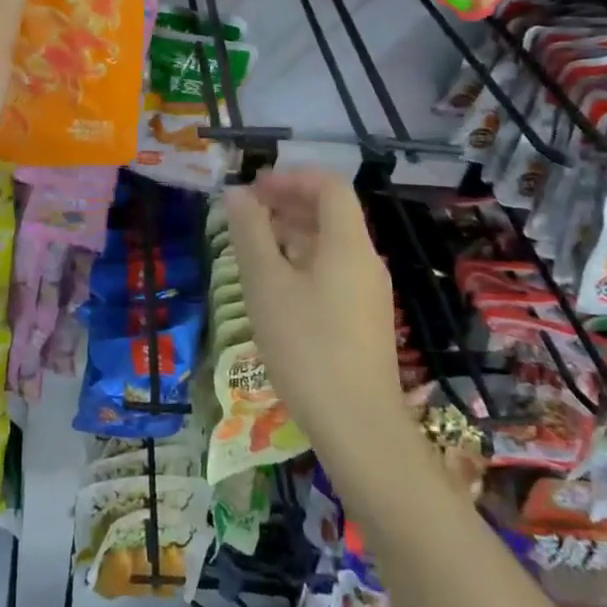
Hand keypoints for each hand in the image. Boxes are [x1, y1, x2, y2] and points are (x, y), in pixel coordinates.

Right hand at [224, 170, 408, 458]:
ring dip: (293, 232)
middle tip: (247, 213)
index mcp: (348, 243)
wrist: (359, 429)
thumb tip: (238, 193)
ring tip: (254, 246)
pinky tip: (277, 286)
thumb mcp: (266, 285)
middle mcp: (365, 259)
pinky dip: (304, 261)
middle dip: (288, 203)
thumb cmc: (307, 347)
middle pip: (330, 212)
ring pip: (331, 243)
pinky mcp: (364, 319)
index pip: (328, 184)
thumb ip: (250, 232)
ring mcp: (368, 292)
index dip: (291, 177)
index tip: (255, 188)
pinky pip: (334, 271)